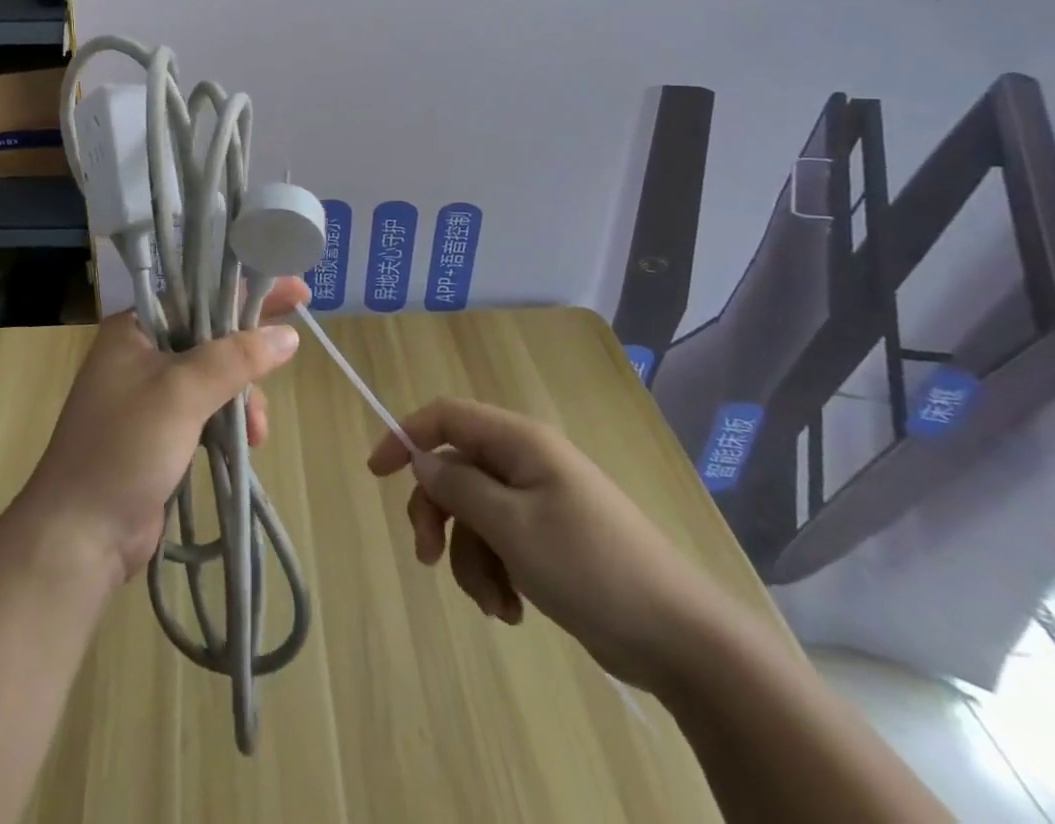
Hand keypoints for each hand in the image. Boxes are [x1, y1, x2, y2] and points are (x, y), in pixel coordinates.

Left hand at [19, 277, 308, 586]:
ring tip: (257, 431)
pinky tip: (247, 443)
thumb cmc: (125, 446)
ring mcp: (150, 395)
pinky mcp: (161, 432)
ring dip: (243, 397)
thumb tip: (288, 336)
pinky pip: (208, 410)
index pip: (200, 295)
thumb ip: (236, 358)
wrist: (79, 535)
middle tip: (293, 350)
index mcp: (134, 328)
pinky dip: (231, 421)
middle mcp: (141, 353)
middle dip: (249, 354)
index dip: (246, 290)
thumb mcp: (182, 392)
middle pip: (211, 336)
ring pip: (215, 377)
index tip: (295, 291)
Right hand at [369, 397, 739, 692]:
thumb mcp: (512, 526)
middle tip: (427, 559)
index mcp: (519, 442)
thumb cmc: (590, 567)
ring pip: (473, 515)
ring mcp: (538, 502)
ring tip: (495, 602)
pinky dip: (494, 574)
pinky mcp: (547, 540)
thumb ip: (459, 488)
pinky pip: (498, 544)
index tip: (377, 473)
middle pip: (455, 471)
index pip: (447, 416)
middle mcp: (525, 463)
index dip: (407, 435)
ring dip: (469, 558)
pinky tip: (513, 611)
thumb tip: (423, 460)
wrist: (677, 637)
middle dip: (437, 515)